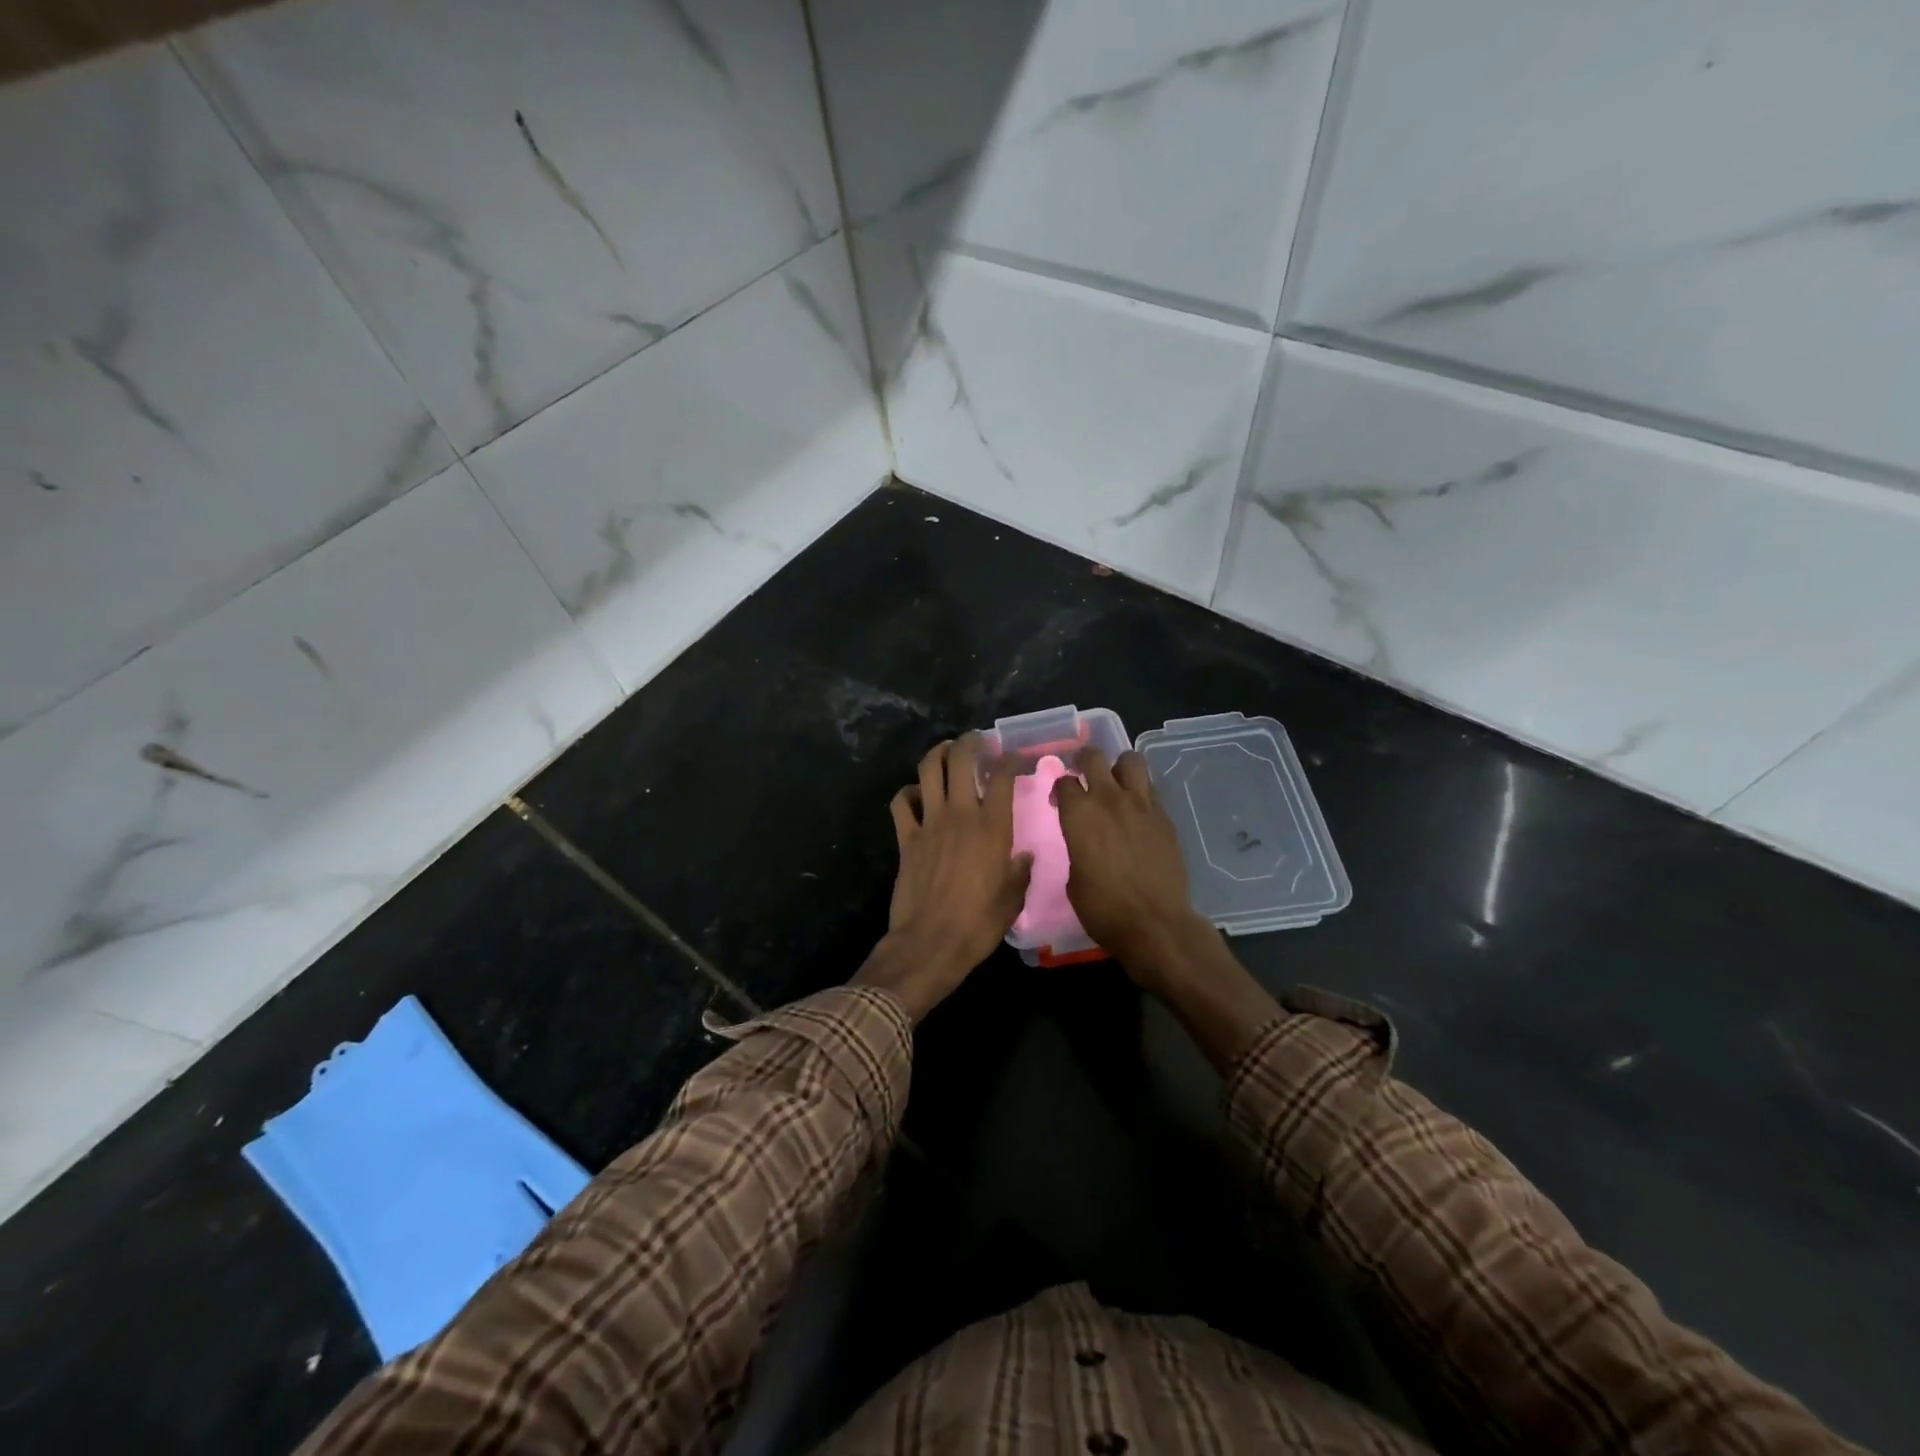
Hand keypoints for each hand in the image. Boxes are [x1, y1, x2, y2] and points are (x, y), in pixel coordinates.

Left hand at [854, 736, 1032, 1020]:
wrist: (931, 943)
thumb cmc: (979, 924)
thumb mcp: (1012, 899)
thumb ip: (1020, 872)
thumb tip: (1024, 857)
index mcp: (992, 827)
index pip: (1001, 777)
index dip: (1008, 759)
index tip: (1012, 756)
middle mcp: (960, 815)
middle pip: (960, 760)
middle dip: (969, 742)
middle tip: (976, 741)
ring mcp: (929, 823)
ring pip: (928, 770)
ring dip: (937, 753)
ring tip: (946, 750)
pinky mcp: (905, 838)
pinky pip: (901, 802)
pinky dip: (908, 792)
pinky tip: (916, 795)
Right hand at [1051, 748, 1210, 987]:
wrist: (1155, 924)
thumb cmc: (1103, 908)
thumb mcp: (1074, 879)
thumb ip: (1077, 848)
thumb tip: (1083, 843)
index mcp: (1079, 814)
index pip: (1065, 781)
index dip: (1059, 789)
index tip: (1059, 802)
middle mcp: (1109, 799)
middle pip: (1094, 757)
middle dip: (1085, 761)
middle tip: (1084, 774)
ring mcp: (1142, 805)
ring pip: (1131, 760)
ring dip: (1119, 768)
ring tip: (1116, 784)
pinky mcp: (1165, 817)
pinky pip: (1151, 789)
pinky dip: (1141, 792)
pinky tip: (1137, 812)